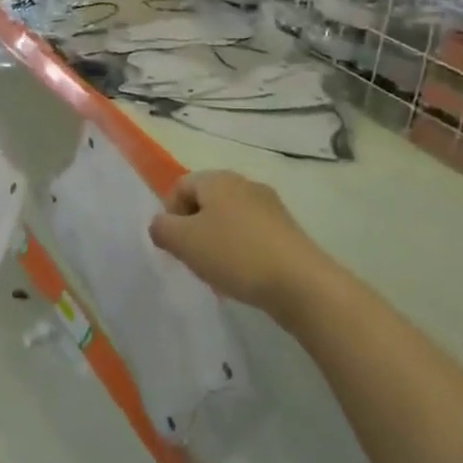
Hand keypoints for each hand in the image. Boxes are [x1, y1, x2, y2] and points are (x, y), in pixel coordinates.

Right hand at [149, 170, 322, 318]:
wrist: (300, 283)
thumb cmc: (235, 254)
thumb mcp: (183, 241)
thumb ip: (161, 228)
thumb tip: (162, 225)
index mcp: (218, 179)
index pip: (180, 186)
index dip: (170, 214)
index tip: (175, 244)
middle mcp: (245, 184)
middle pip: (206, 201)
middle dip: (194, 229)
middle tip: (194, 258)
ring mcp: (270, 206)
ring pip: (229, 219)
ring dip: (217, 241)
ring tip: (219, 270)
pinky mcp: (287, 230)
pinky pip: (252, 235)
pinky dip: (241, 251)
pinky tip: (244, 275)